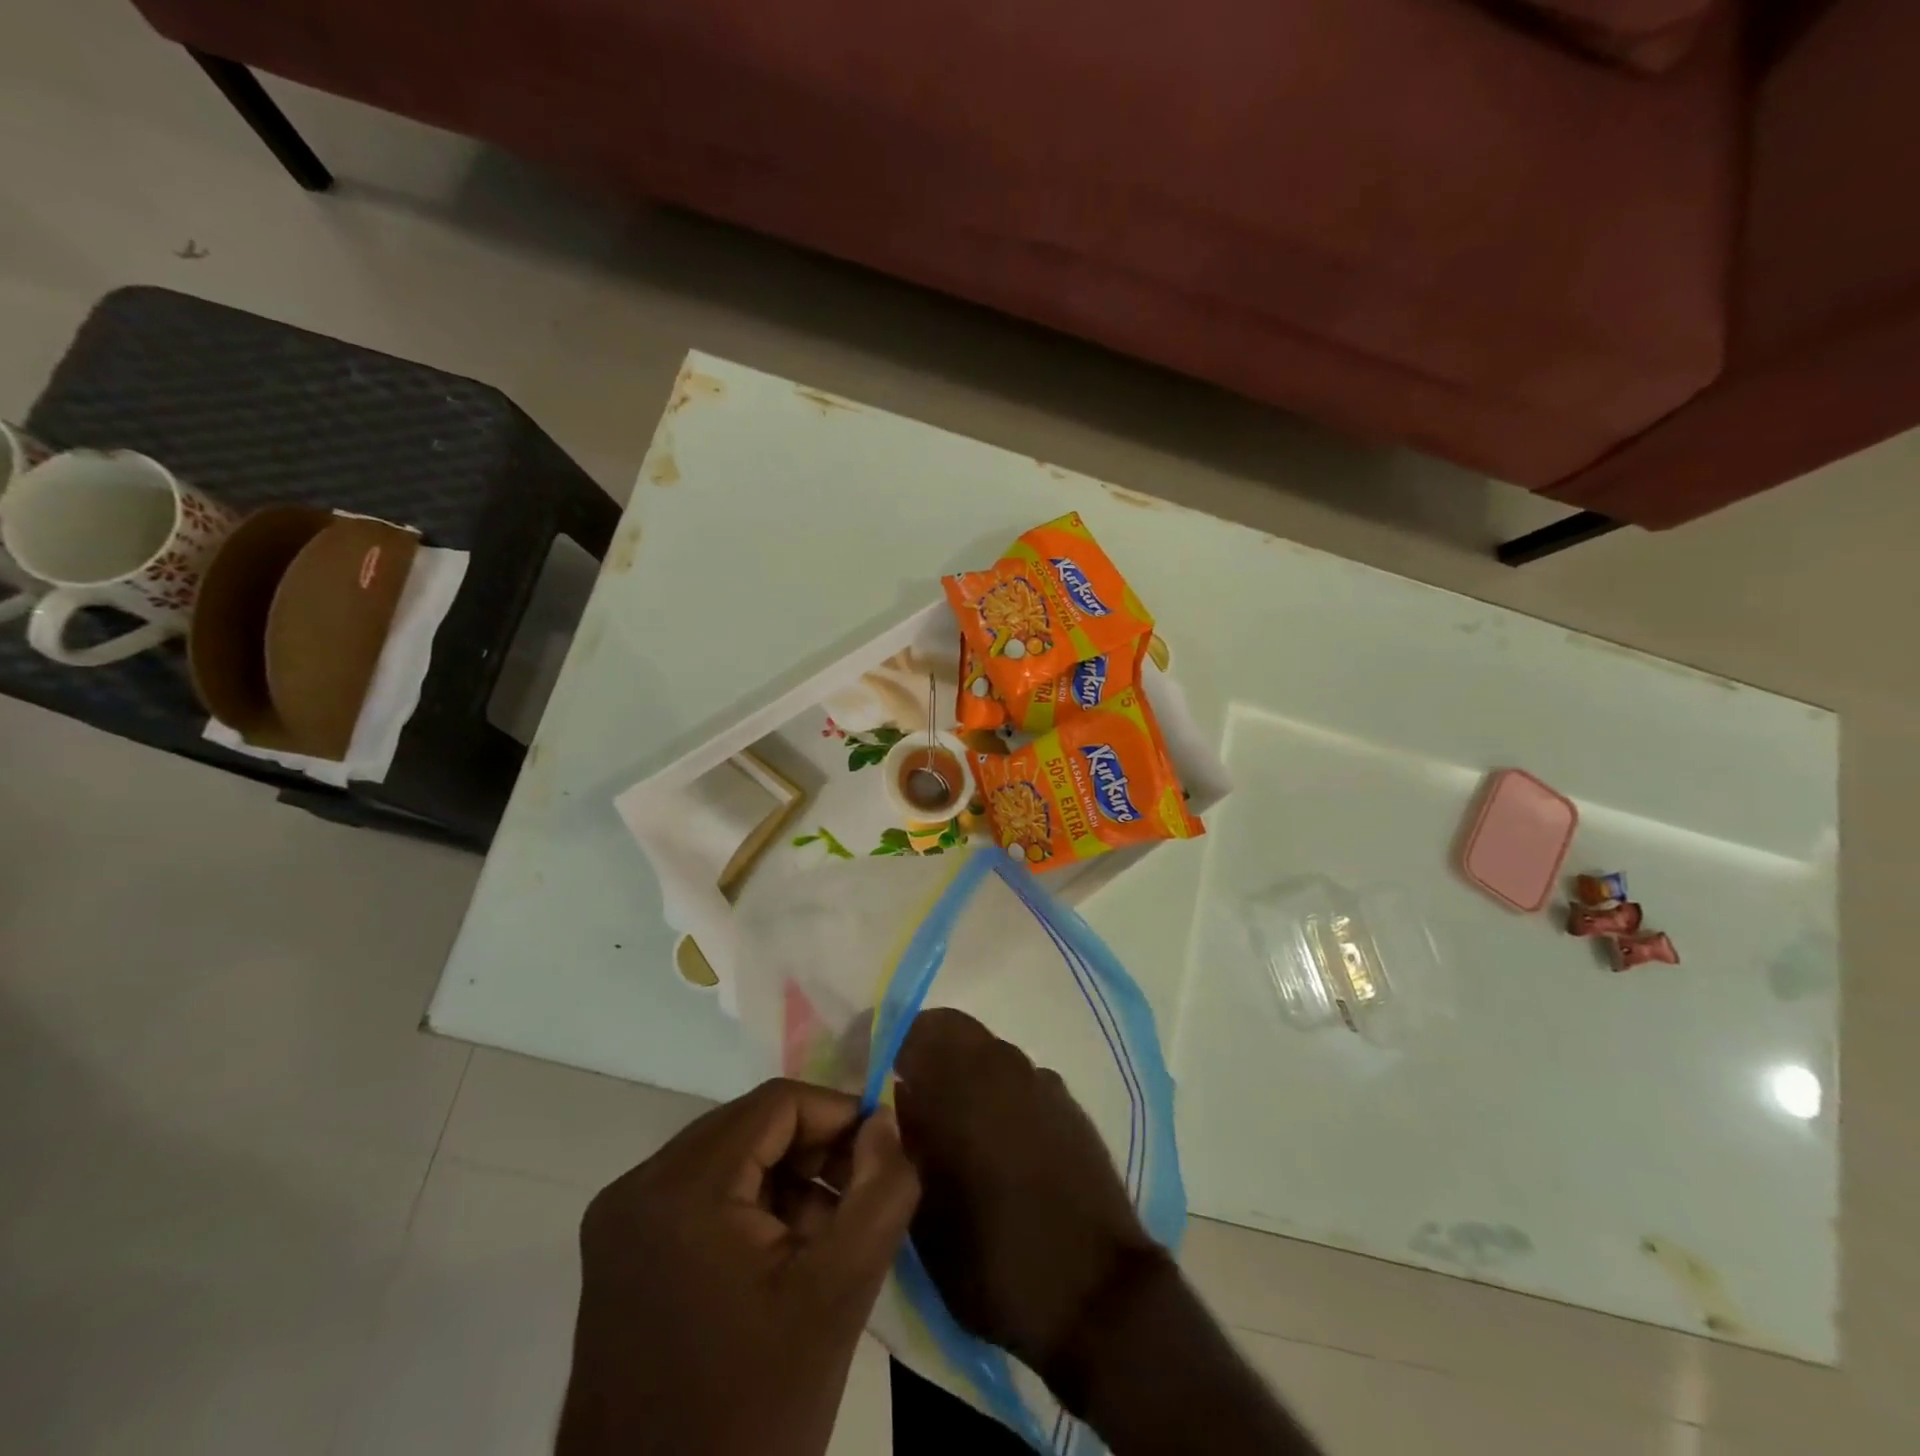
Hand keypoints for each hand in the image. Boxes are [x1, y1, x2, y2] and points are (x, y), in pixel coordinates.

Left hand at [557, 1079, 919, 1455]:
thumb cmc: (751, 1413)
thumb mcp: (837, 1296)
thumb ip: (880, 1194)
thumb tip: (886, 1123)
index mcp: (680, 1188)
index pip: (777, 1104)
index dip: (839, 1116)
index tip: (880, 1157)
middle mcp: (637, 1187)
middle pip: (750, 1127)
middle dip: (813, 1153)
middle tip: (858, 1201)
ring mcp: (620, 1221)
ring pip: (728, 1157)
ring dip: (785, 1182)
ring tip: (825, 1240)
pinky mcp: (618, 1253)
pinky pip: (700, 1194)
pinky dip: (749, 1208)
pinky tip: (782, 1260)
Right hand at [894, 1009, 1168, 1390]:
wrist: (1095, 1292)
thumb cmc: (993, 1257)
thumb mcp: (923, 1210)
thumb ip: (904, 1140)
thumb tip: (895, 1099)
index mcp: (961, 1082)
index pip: (914, 1029)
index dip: (889, 1045)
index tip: (874, 1074)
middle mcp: (1002, 1065)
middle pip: (953, 1031)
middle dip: (926, 1055)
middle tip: (910, 1098)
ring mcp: (1041, 1081)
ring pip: (988, 1054)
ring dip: (964, 1074)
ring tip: (953, 1126)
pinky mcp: (1068, 1104)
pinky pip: (1019, 1080)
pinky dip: (999, 1094)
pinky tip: (999, 1143)